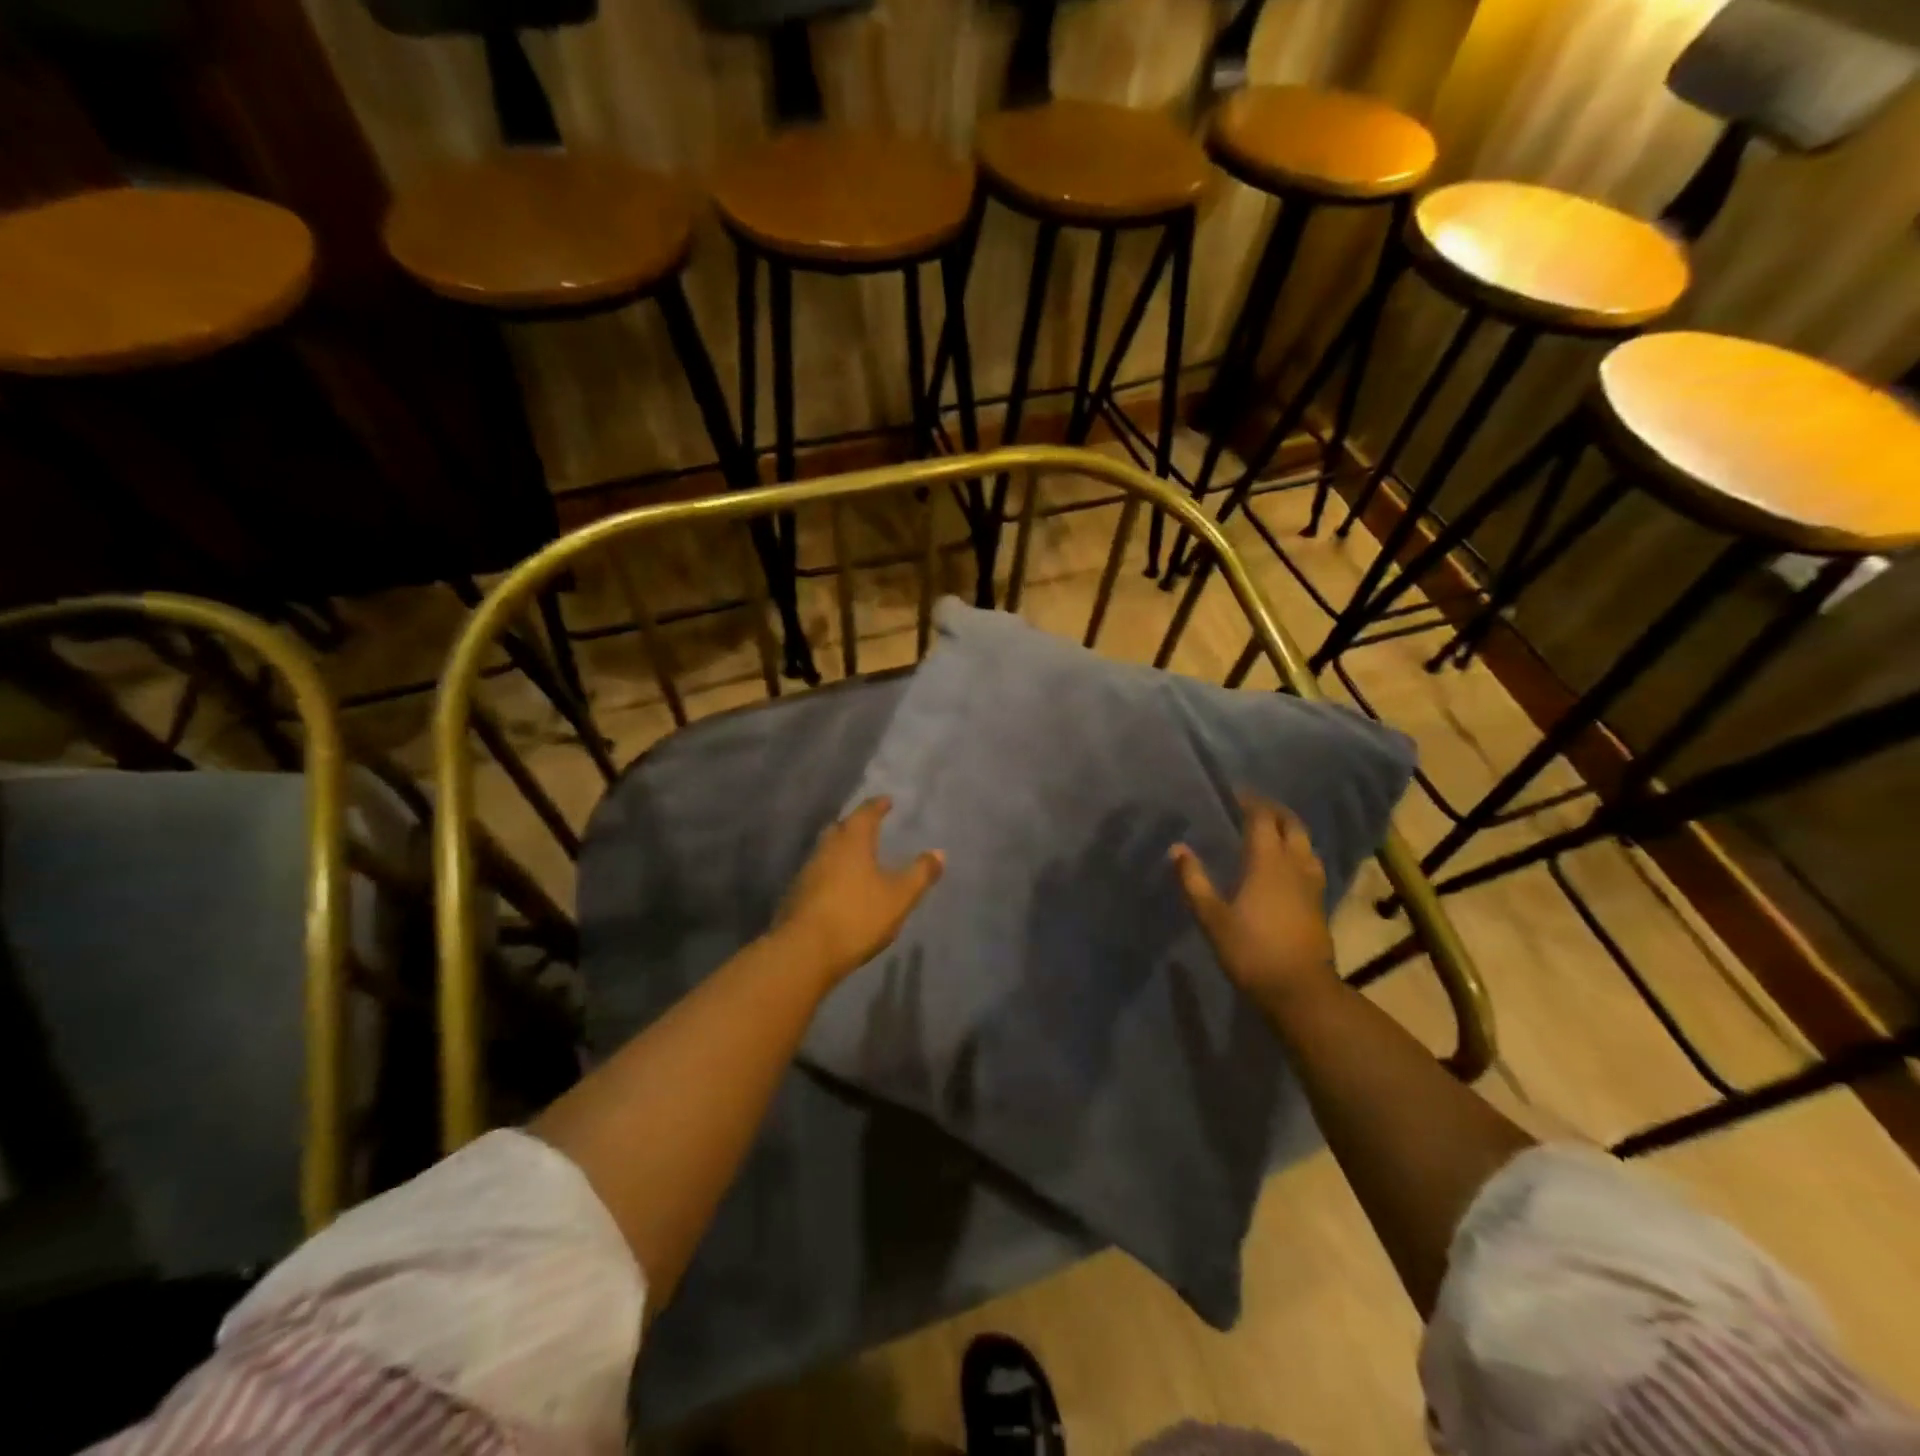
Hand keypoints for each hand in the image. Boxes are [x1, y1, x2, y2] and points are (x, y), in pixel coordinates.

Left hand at [775, 797, 943, 986]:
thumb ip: (920, 874)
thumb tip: (939, 852)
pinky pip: (817, 874)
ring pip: (826, 851)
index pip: (865, 814)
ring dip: (840, 850)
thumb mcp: (899, 897)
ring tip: (856, 857)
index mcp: (852, 842)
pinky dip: (830, 873)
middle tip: (869, 826)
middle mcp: (826, 849)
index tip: (886, 800)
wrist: (804, 951)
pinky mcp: (796, 896)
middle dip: (854, 825)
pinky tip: (839, 886)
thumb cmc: (857, 916)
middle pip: (840, 829)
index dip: (877, 806)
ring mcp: (807, 872)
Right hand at [1171, 794, 1334, 1003]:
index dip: (1250, 802)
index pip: (1262, 819)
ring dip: (1290, 830)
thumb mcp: (1212, 916)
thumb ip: (1194, 880)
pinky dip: (1298, 852)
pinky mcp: (1319, 903)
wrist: (1299, 990)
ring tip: (1272, 830)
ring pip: (1306, 844)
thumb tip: (1177, 848)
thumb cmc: (1250, 950)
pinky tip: (1287, 865)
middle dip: (1275, 811)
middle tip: (1254, 806)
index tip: (1235, 793)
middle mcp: (1294, 865)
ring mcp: (1311, 884)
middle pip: (1291, 825)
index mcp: (1267, 862)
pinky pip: (1310, 864)